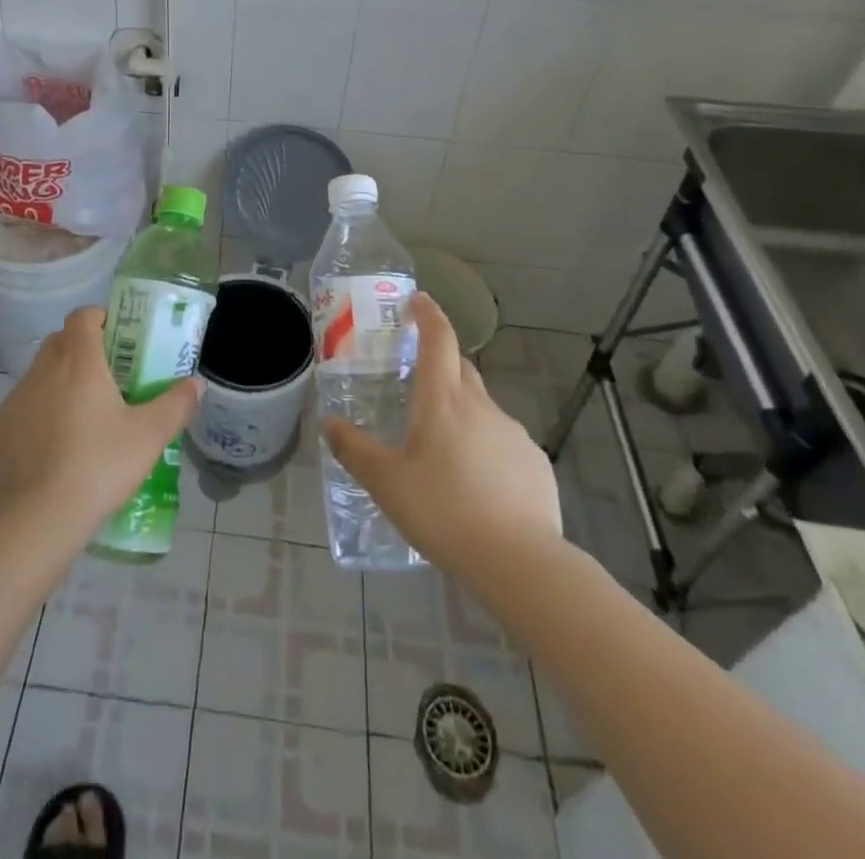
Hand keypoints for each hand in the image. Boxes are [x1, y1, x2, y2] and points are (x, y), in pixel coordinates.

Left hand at [0, 306, 202, 535]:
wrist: (37, 522)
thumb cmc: (99, 467)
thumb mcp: (150, 437)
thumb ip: (176, 404)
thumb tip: (196, 384)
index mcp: (78, 362)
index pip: (83, 316)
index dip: (100, 319)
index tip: (118, 340)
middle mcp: (40, 372)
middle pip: (59, 343)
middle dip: (81, 352)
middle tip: (107, 381)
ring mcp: (12, 403)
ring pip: (37, 379)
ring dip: (57, 388)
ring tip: (80, 423)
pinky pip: (18, 415)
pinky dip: (34, 423)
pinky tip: (50, 455)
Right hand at [323, 293, 561, 580]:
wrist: (521, 563)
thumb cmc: (445, 511)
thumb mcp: (387, 484)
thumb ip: (355, 451)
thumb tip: (329, 424)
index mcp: (443, 401)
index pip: (439, 340)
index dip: (428, 314)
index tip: (417, 301)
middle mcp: (481, 406)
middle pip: (460, 369)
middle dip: (440, 362)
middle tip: (416, 380)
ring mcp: (513, 434)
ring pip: (481, 408)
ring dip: (461, 412)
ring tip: (441, 449)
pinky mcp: (535, 464)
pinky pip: (502, 442)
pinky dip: (485, 447)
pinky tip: (476, 484)